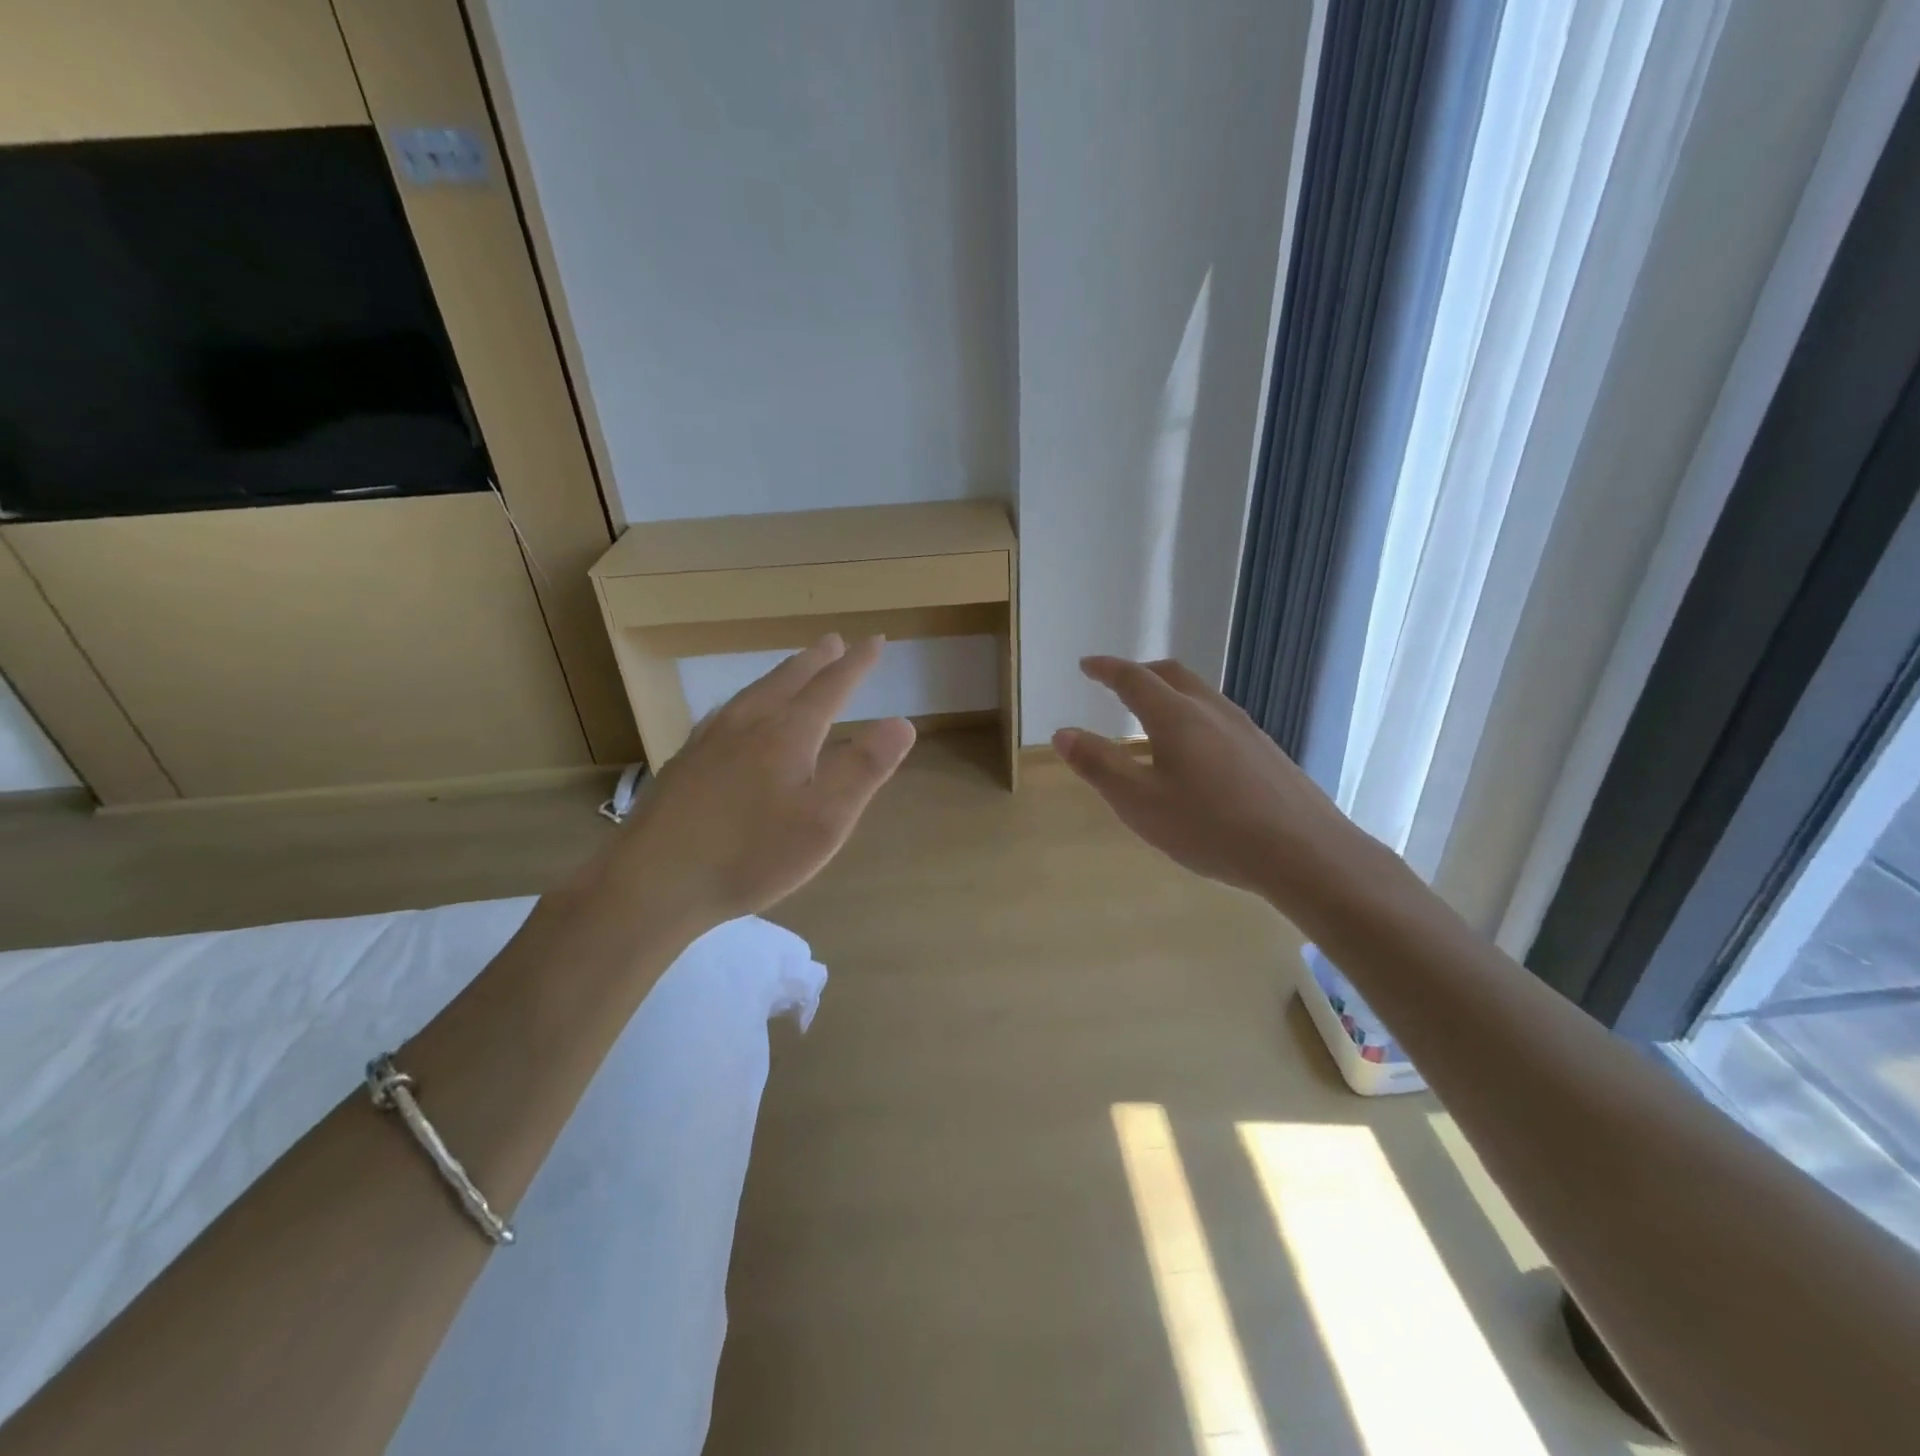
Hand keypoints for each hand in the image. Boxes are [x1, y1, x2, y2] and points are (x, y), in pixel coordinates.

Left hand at [611, 635, 914, 930]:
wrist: (653, 880)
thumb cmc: (751, 855)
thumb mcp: (824, 821)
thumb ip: (864, 769)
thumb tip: (902, 722)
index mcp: (788, 733)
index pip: (832, 686)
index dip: (858, 664)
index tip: (877, 641)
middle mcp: (750, 723)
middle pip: (789, 679)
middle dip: (818, 659)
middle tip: (835, 641)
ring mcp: (711, 738)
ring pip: (755, 690)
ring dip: (783, 673)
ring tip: (796, 666)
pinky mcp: (686, 759)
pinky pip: (727, 710)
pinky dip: (748, 697)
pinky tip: (739, 710)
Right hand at [1052, 656, 1361, 911]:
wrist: (1303, 852)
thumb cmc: (1210, 827)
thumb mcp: (1139, 803)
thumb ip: (1098, 765)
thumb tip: (1062, 732)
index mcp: (1175, 717)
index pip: (1133, 679)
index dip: (1106, 669)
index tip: (1086, 665)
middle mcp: (1211, 711)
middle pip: (1171, 675)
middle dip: (1140, 673)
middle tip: (1117, 682)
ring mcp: (1245, 728)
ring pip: (1200, 694)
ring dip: (1169, 692)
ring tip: (1153, 714)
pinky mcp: (1266, 750)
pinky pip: (1219, 716)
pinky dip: (1193, 715)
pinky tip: (1196, 750)